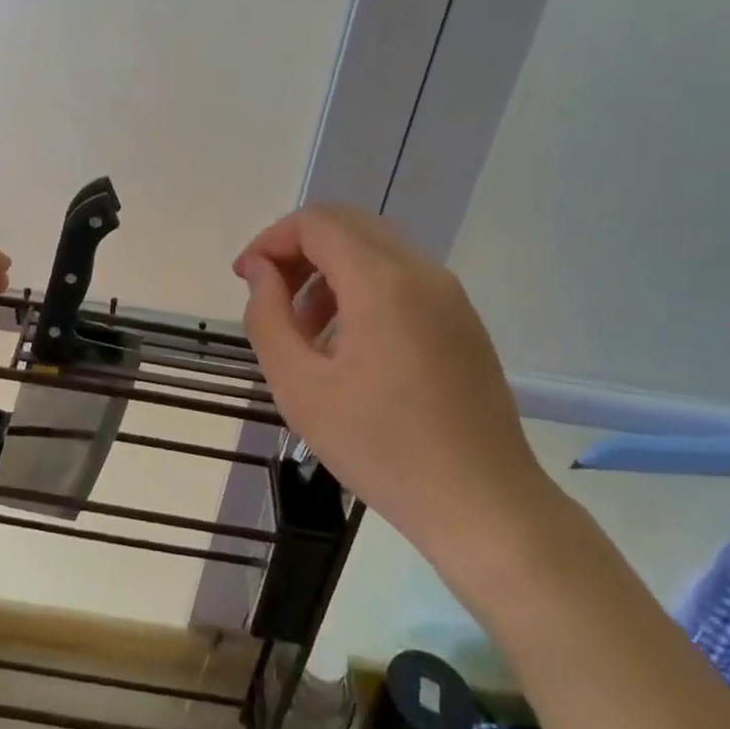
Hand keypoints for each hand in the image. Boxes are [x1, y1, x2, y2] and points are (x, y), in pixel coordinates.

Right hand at [235, 205, 558, 593]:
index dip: (270, 240)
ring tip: (305, 332)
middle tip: (270, 296)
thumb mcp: (300, 387)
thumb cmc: (382, 448)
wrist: (484, 505)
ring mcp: (449, 294)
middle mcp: (421, 271)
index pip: (316, 223)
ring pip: (374, 250)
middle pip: (347, 226)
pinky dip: (362, 288)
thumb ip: (268, 317)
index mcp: (383, 281)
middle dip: (297, 250)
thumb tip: (260, 272)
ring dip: (328, 270)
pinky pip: (401, 278)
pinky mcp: (462, 320)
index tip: (245, 279)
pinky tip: (348, 345)